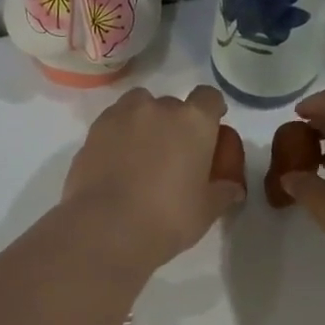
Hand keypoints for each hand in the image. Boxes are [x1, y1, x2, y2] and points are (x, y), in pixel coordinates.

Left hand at [62, 85, 244, 272]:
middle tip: (172, 154)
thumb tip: (232, 188)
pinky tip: (116, 163)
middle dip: (174, 123)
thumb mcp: (206, 211)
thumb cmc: (168, 218)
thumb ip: (222, 192)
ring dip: (143, 122)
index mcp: (193, 121)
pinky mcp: (92, 131)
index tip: (209, 130)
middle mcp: (158, 108)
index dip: (210, 111)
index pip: (208, 97)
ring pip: (138, 107)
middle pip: (172, 104)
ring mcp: (121, 116)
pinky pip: (112, 124)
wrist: (106, 227)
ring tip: (141, 153)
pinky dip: (117, 136)